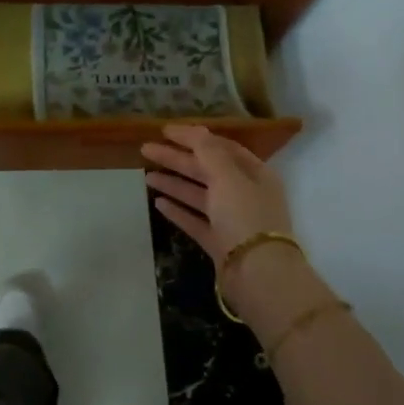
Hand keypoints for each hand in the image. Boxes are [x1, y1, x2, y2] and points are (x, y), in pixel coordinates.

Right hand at [141, 124, 293, 264]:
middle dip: (177, 159)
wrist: (258, 274)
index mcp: (254, 173)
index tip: (165, 131)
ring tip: (146, 175)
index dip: (193, 137)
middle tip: (146, 149)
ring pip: (198, 195)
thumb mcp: (228, 177)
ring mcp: (231, 220)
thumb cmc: (245, 217)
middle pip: (207, 170)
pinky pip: (195, 221)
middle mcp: (244, 193)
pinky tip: (158, 203)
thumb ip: (209, 152)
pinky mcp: (219, 242)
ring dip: (174, 183)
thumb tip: (195, 130)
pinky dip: (178, 210)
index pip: (221, 147)